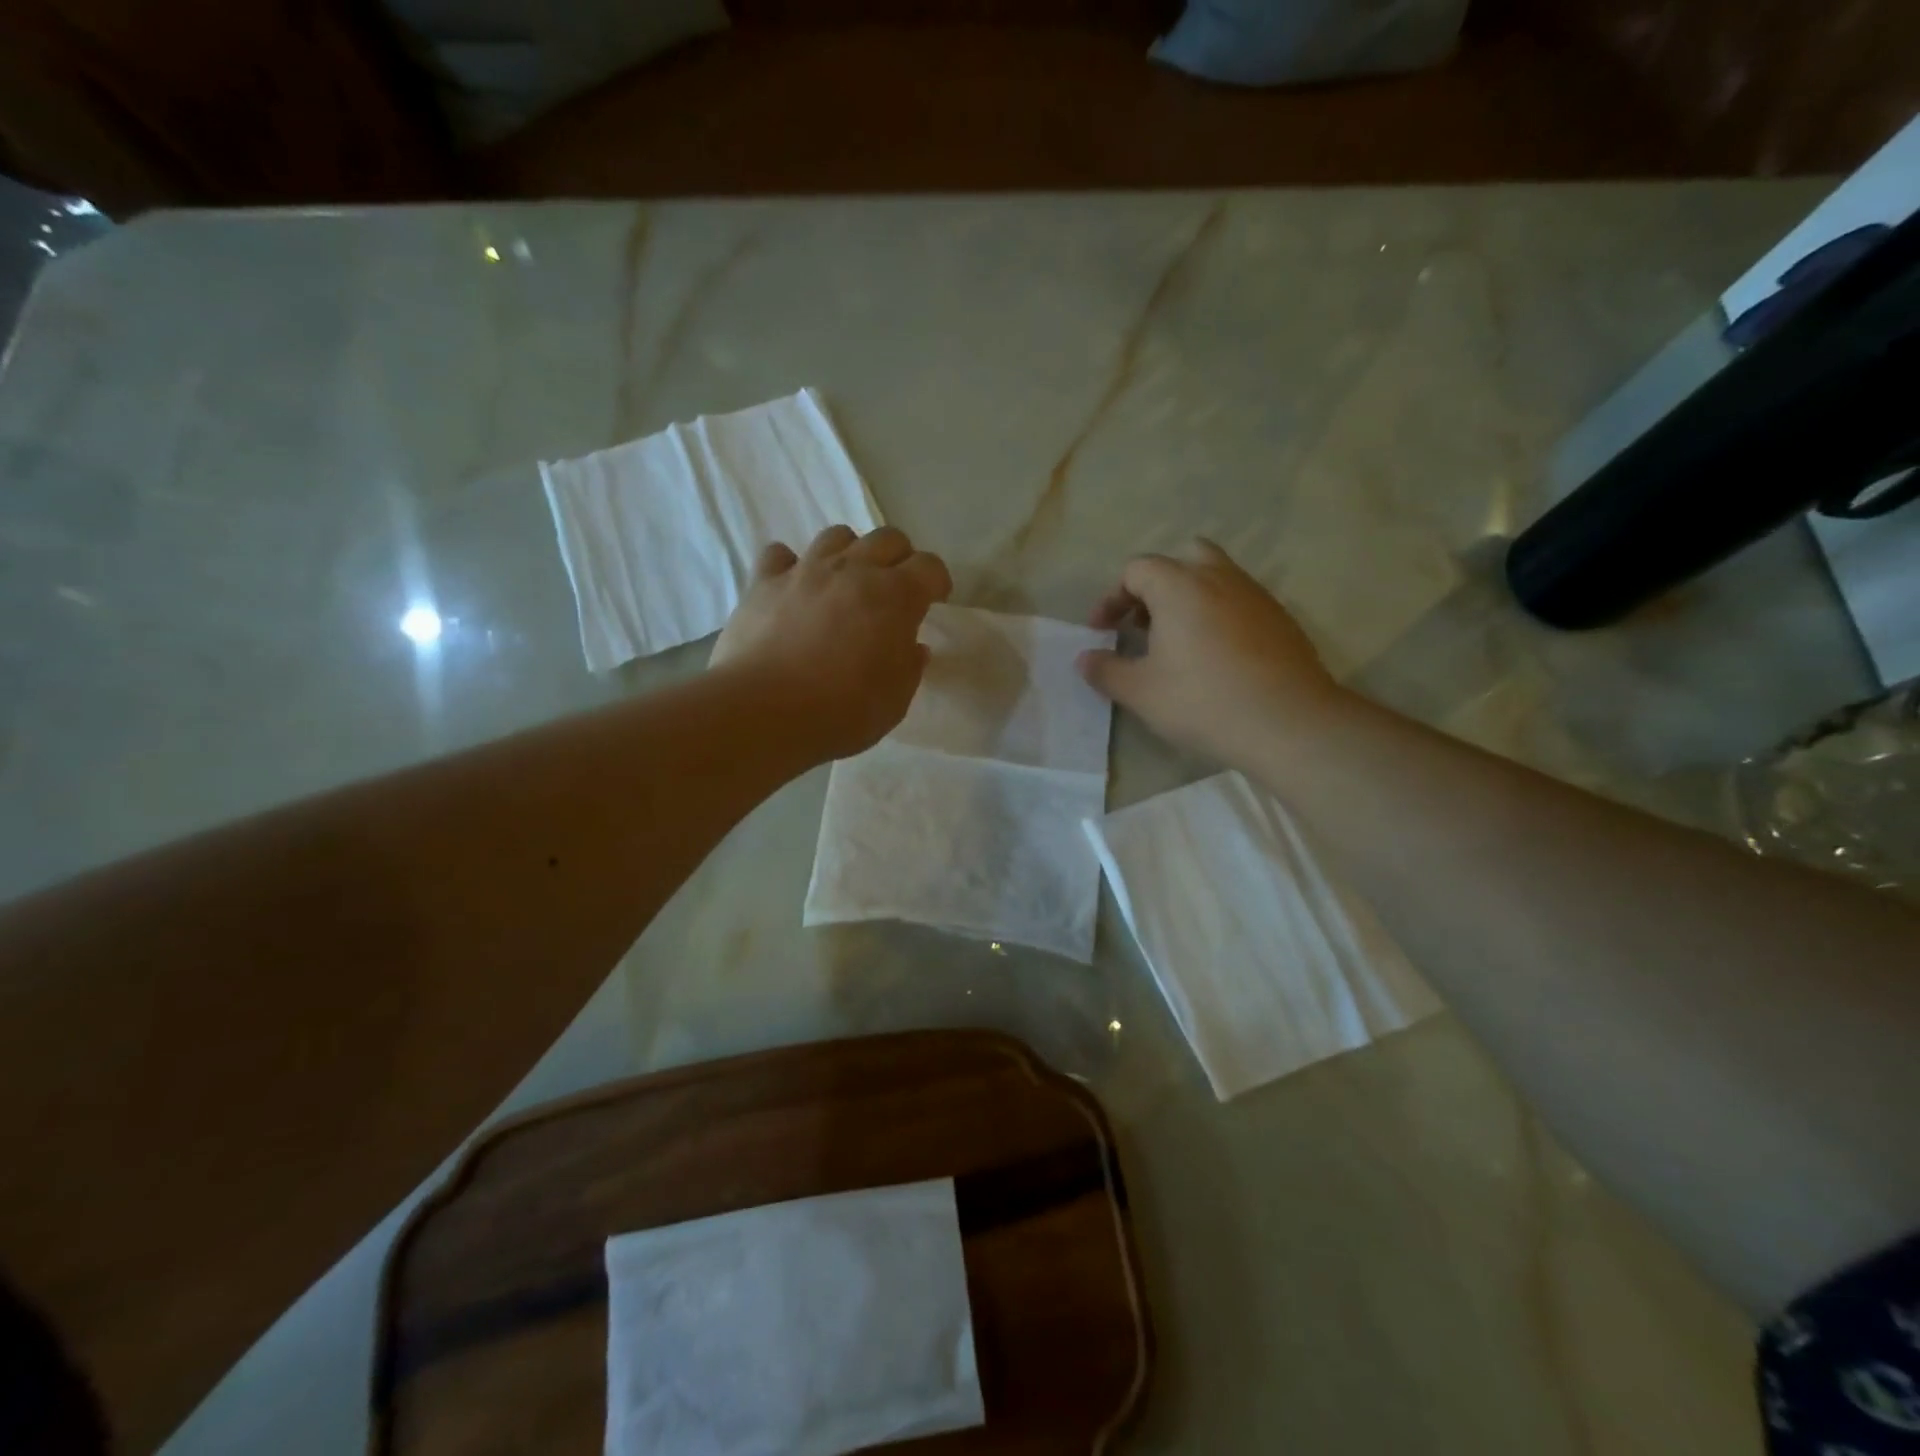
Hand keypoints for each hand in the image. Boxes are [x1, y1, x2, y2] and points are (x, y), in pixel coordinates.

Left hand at [711, 525, 952, 761]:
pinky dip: (791, 565)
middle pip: (887, 538)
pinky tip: (793, 587)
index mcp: (896, 596)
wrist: (764, 711)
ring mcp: (806, 570)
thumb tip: (912, 646)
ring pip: (837, 536)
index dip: (937, 582)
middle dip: (899, 558)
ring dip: (850, 553)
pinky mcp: (764, 582)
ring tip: (845, 583)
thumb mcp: (896, 699)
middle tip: (894, 590)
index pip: (930, 566)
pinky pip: (779, 554)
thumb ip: (909, 666)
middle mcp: (853, 570)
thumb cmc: (843, 710)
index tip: (935, 601)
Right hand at [1077, 540, 1348, 768]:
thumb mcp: (1140, 692)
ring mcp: (1256, 596)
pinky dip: (1219, 616)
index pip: (1136, 569)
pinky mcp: (1281, 619)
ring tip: (1178, 643)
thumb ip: (1106, 670)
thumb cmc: (1203, 701)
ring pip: (1216, 578)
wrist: (1288, 723)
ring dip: (1189, 599)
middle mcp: (1219, 578)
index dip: (1112, 597)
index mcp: (1179, 586)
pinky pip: (1240, 602)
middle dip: (1156, 586)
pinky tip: (1216, 658)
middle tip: (1143, 623)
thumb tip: (1084, 659)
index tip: (1103, 630)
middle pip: (1182, 559)